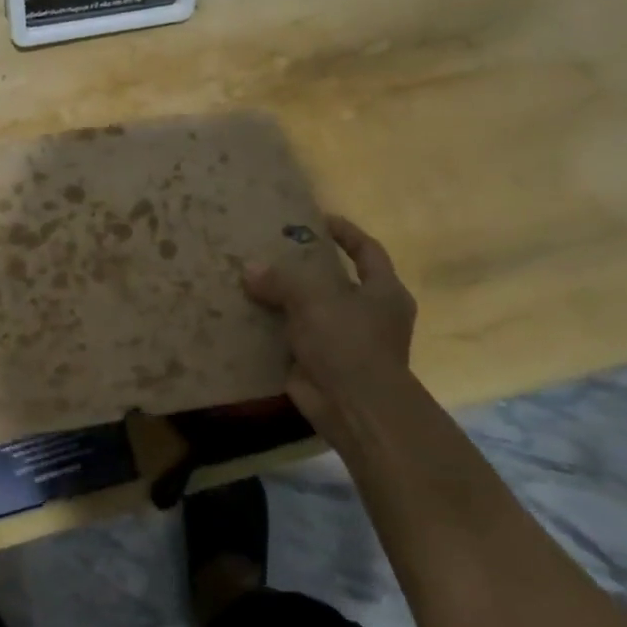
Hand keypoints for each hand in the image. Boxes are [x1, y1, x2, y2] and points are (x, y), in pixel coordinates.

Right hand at [242, 214, 416, 436]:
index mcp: (383, 292)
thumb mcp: (314, 298)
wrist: (354, 408)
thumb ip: (281, 279)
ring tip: (248, 279)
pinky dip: (271, 330)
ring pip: (308, 310)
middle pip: (333, 280)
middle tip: (270, 249)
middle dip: (303, 266)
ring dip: (282, 299)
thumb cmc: (349, 342)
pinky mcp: (319, 363)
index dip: (345, 233)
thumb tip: (249, 270)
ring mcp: (343, 341)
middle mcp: (368, 314)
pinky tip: (243, 316)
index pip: (367, 251)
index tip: (317, 219)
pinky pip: (291, 338)